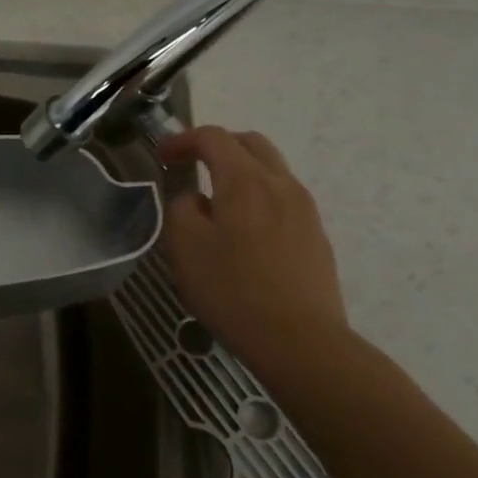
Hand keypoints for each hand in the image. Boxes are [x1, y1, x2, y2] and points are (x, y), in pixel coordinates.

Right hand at [157, 126, 349, 366]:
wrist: (300, 340)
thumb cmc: (232, 289)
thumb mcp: (184, 245)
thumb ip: (181, 207)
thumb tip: (194, 198)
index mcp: (245, 180)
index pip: (213, 137)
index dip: (182, 139)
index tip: (162, 157)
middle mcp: (280, 184)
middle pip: (250, 143)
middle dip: (216, 146)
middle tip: (190, 166)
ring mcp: (305, 209)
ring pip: (271, 169)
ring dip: (239, 170)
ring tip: (215, 199)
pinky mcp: (315, 234)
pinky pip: (283, 196)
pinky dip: (257, 195)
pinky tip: (242, 229)